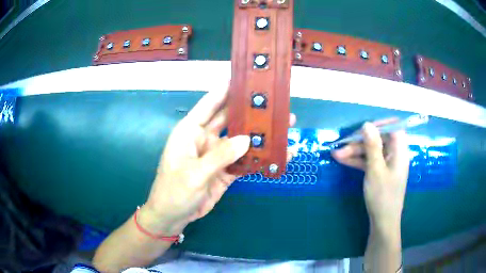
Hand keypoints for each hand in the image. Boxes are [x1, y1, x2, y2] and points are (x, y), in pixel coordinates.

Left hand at [142, 87, 295, 234]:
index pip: (209, 104)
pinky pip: (245, 161)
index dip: (225, 90)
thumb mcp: (194, 173)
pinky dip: (259, 158)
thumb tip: (246, 139)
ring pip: (241, 140)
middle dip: (249, 111)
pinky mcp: (226, 171)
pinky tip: (277, 154)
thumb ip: (220, 156)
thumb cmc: (174, 191)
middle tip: (272, 102)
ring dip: (259, 135)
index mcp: (190, 131)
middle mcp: (205, 138)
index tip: (244, 79)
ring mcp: (217, 155)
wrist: (174, 216)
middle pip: (230, 119)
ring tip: (282, 126)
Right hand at [332, 120, 409, 232]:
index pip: (394, 128)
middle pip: (379, 140)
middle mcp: (395, 155)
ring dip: (355, 152)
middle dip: (360, 142)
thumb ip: (372, 146)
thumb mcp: (375, 170)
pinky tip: (343, 160)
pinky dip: (358, 161)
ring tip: (336, 155)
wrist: (383, 222)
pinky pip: (370, 162)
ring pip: (372, 151)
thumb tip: (367, 124)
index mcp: (399, 152)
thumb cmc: (382, 196)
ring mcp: (387, 164)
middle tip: (342, 146)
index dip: (380, 124)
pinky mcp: (380, 173)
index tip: (364, 128)